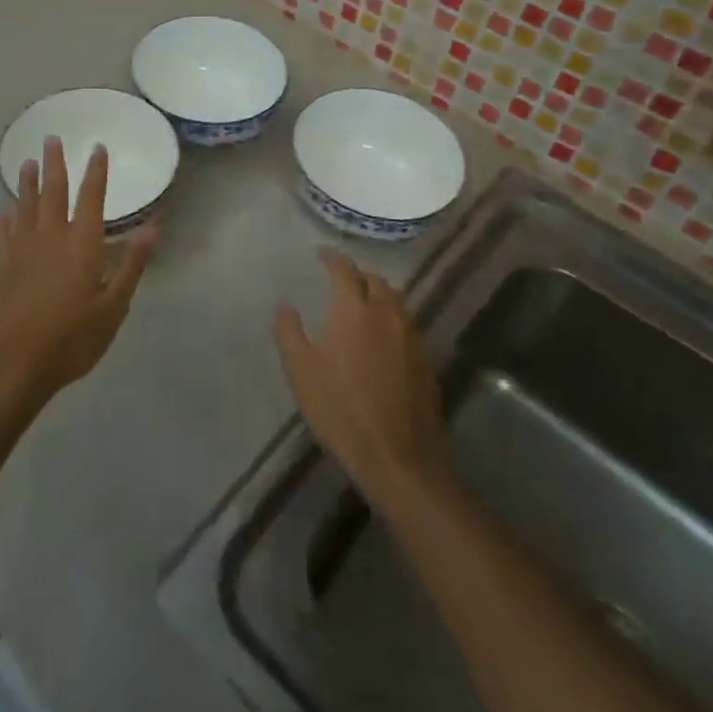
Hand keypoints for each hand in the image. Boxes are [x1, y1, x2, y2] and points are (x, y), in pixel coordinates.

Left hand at [0, 136, 155, 403]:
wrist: (17, 363)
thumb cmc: (73, 337)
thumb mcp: (114, 305)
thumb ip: (131, 264)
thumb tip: (152, 227)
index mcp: (82, 244)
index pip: (91, 198)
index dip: (96, 172)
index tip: (97, 148)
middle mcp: (51, 238)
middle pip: (53, 193)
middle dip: (55, 164)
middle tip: (51, 138)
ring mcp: (23, 251)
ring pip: (25, 207)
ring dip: (27, 183)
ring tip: (26, 162)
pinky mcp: (3, 268)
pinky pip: (2, 236)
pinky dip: (2, 221)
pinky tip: (0, 212)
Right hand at [273, 249, 452, 508]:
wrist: (398, 457)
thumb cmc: (340, 410)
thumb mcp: (301, 371)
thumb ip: (289, 332)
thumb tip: (286, 305)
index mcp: (354, 310)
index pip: (344, 270)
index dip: (332, 258)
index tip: (321, 254)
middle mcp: (387, 313)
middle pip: (375, 281)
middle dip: (357, 276)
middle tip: (341, 282)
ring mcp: (411, 336)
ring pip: (395, 301)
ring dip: (378, 295)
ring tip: (362, 305)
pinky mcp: (426, 360)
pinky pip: (407, 325)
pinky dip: (391, 319)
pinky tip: (381, 339)